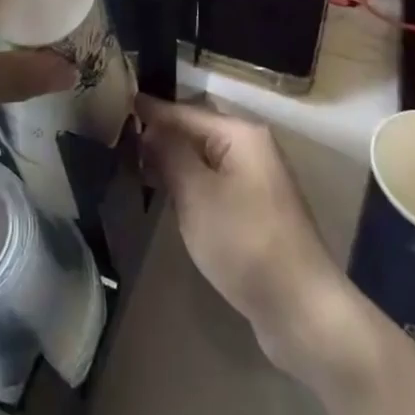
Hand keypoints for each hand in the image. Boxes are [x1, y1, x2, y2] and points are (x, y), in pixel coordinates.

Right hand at [138, 95, 382, 384]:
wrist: (300, 309)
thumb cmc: (245, 242)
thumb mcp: (197, 194)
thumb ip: (169, 153)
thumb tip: (149, 126)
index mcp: (240, 134)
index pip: (184, 111)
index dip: (149, 111)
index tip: (113, 105)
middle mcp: (251, 148)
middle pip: (195, 131)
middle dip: (159, 136)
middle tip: (117, 141)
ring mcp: (256, 180)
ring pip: (203, 158)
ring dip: (172, 162)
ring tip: (132, 166)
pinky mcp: (255, 210)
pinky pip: (213, 183)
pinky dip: (188, 184)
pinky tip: (166, 196)